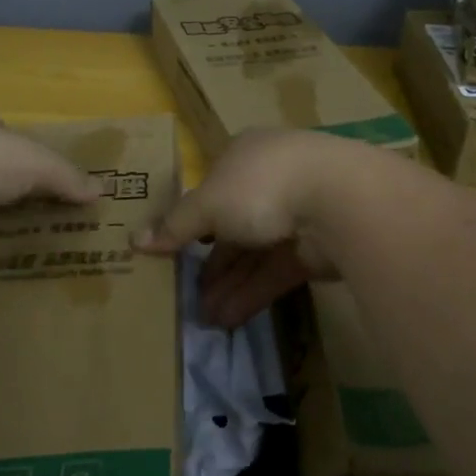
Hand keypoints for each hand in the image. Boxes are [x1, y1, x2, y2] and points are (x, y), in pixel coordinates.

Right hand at [134, 129, 354, 327]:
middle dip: (208, 262)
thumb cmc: (262, 186)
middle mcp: (269, 182)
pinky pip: (273, 272)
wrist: (339, 201)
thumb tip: (135, 241)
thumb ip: (176, 225)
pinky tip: (226, 319)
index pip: (211, 189)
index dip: (190, 219)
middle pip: (231, 225)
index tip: (171, 250)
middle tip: (184, 294)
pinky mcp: (312, 250)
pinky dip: (250, 294)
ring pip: (252, 253)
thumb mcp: (208, 203)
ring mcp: (294, 216)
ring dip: (227, 284)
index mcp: (244, 156)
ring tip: (202, 318)